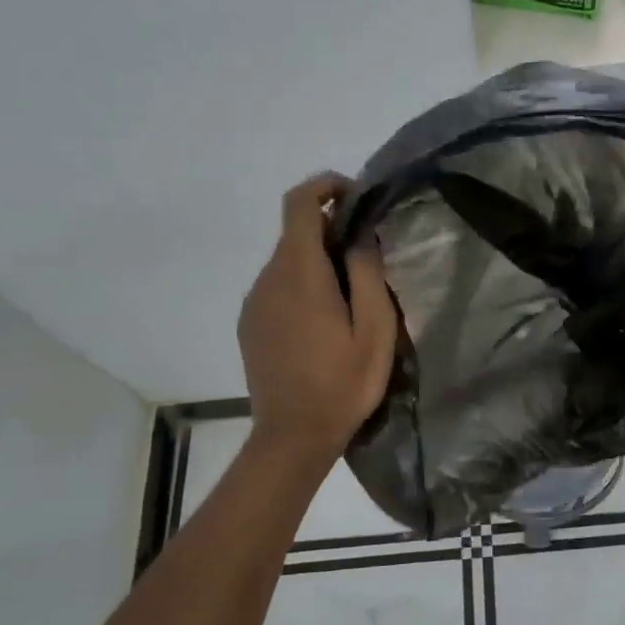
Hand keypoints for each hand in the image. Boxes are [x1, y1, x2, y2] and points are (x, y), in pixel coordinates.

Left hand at [239, 174, 398, 465]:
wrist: (292, 438)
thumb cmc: (342, 384)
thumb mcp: (374, 330)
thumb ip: (368, 274)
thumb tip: (359, 235)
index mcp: (299, 274)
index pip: (299, 204)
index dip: (324, 186)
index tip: (355, 196)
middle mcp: (268, 279)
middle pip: (294, 233)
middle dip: (330, 229)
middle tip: (368, 257)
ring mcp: (254, 303)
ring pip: (286, 262)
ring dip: (317, 261)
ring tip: (351, 296)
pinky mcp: (249, 324)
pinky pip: (277, 287)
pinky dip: (302, 285)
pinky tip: (324, 322)